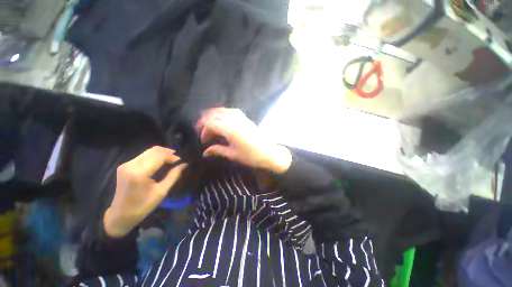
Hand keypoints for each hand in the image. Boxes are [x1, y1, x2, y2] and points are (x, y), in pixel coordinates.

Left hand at [104, 146, 186, 237]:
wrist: (120, 215)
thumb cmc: (143, 206)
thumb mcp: (162, 191)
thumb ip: (174, 175)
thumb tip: (184, 164)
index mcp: (139, 173)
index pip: (159, 157)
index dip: (172, 157)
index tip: (181, 161)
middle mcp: (131, 165)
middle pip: (154, 151)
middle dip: (168, 153)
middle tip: (177, 159)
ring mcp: (126, 164)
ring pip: (148, 151)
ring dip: (161, 153)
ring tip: (171, 159)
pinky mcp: (125, 165)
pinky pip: (143, 155)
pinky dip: (154, 156)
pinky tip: (160, 161)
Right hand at [196, 108, 291, 172]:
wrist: (268, 153)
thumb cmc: (251, 156)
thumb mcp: (232, 154)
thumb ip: (218, 150)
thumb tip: (205, 152)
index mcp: (230, 130)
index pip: (211, 124)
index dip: (204, 131)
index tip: (203, 140)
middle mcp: (235, 121)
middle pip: (215, 115)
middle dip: (205, 121)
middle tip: (201, 129)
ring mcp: (241, 118)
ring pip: (224, 110)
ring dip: (214, 114)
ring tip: (209, 122)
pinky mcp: (246, 119)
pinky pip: (232, 111)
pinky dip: (224, 113)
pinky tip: (223, 119)